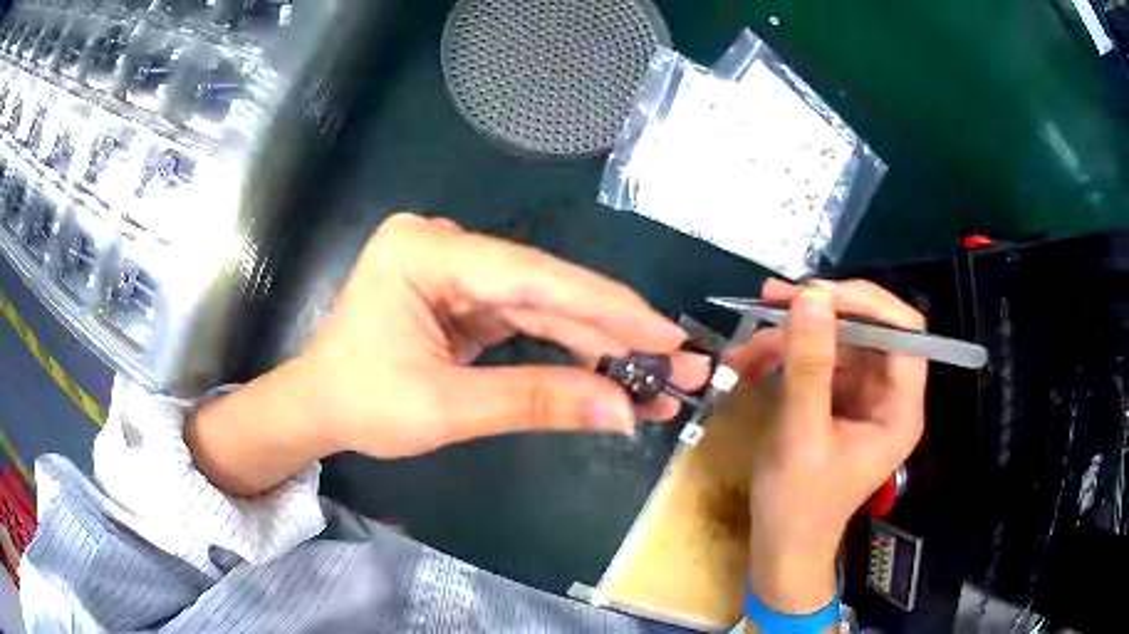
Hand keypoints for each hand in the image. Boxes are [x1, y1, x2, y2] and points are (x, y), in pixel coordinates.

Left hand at [301, 214, 708, 457]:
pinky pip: (530, 319)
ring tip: (658, 377)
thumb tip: (623, 412)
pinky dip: (571, 348)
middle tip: (679, 363)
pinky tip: (614, 369)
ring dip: (602, 344)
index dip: (607, 307)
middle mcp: (446, 244)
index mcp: (425, 252)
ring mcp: (458, 268)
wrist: (318, 407)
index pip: (532, 276)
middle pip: (546, 288)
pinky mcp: (467, 295)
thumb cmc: (361, 404)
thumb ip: (535, 402)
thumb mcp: (445, 409)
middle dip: (616, 331)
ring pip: (545, 306)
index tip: (668, 336)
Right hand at [729, 279, 926, 614]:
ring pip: (837, 342)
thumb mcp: (801, 436)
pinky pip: (818, 362)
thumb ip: (809, 366)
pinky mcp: (838, 401)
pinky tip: (750, 364)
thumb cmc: (797, 505)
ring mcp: (863, 397)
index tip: (817, 294)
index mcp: (900, 409)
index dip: (867, 304)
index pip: (904, 332)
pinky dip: (785, 357)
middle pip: (868, 330)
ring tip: (746, 347)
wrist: (781, 547)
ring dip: (792, 337)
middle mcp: (889, 395)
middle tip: (771, 301)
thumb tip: (810, 296)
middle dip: (820, 315)